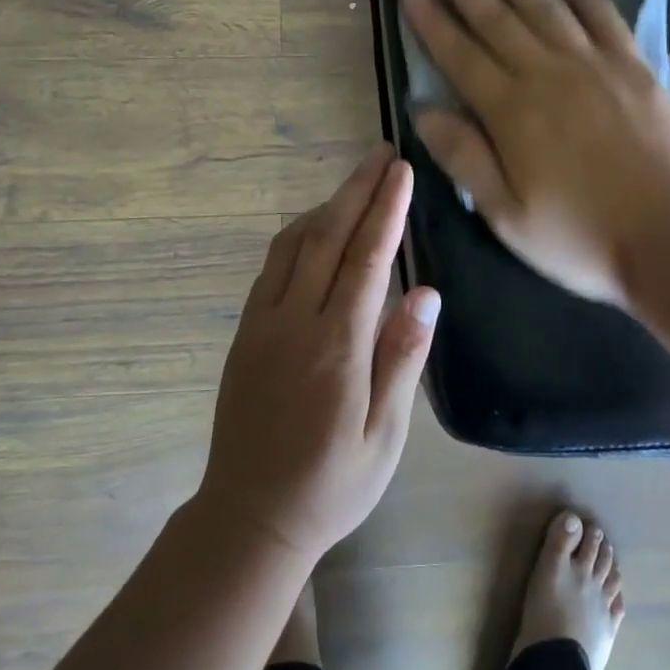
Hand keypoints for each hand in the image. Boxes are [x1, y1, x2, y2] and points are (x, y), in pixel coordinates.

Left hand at [198, 145, 440, 564]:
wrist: (249, 516)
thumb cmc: (331, 484)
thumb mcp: (384, 436)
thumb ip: (402, 357)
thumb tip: (425, 291)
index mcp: (336, 347)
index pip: (366, 259)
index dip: (386, 210)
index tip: (402, 171)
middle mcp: (294, 322)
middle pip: (327, 236)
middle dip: (357, 189)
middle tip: (382, 153)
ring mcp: (262, 323)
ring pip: (294, 243)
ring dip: (327, 204)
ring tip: (357, 181)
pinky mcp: (244, 330)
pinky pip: (272, 265)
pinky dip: (299, 233)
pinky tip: (316, 227)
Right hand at [400, 0, 669, 309]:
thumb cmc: (579, 235)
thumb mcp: (506, 214)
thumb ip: (464, 158)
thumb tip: (424, 111)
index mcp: (511, 111)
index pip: (460, 54)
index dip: (432, 19)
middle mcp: (547, 74)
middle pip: (497, 17)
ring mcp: (594, 66)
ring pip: (545, 6)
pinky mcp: (634, 69)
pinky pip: (604, 19)